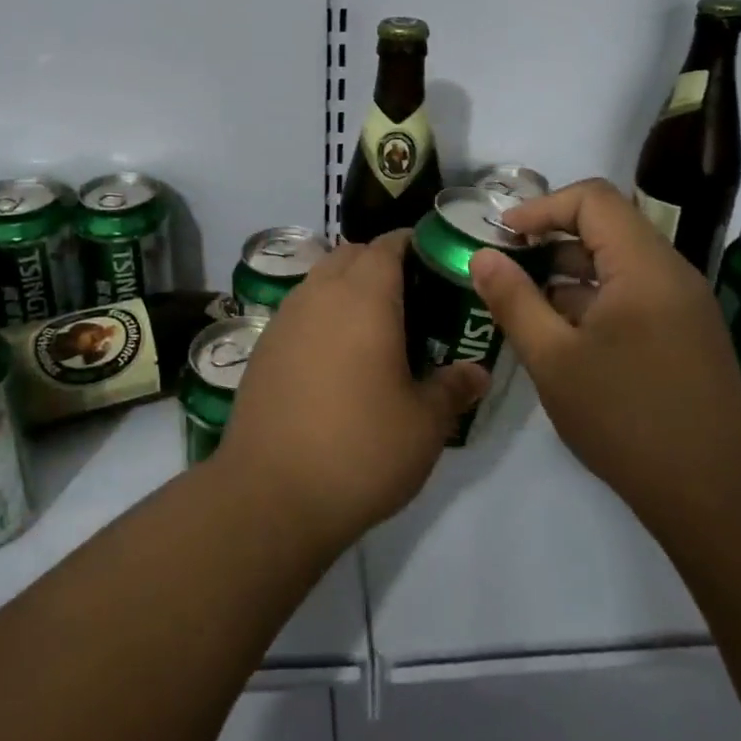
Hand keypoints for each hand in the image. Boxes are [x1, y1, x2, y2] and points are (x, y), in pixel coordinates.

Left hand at [216, 230, 487, 550]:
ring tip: (376, 329)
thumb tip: (477, 372)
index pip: (387, 245)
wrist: (270, 495)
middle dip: (380, 263)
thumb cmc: (360, 450)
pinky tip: (337, 359)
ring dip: (347, 288)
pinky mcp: (262, 349)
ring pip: (320, 281)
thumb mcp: (424, 424)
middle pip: (350, 255)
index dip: (412, 244)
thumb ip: (453, 389)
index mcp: (362, 298)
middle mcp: (318, 295)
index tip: (436, 263)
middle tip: (412, 299)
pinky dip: (322, 316)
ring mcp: (284, 320)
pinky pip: (299, 312)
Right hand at [467, 178, 740, 509]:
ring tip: (525, 303)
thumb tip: (483, 257)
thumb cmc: (627, 418)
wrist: (717, 493)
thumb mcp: (553, 359)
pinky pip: (632, 292)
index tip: (503, 235)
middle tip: (507, 266)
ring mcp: (681, 303)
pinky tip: (562, 335)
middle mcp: (669, 272)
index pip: (592, 199)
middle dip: (551, 239)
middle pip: (606, 226)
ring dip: (569, 271)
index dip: (542, 207)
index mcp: (642, 266)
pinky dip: (592, 298)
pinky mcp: (684, 332)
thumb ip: (514, 300)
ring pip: (618, 262)